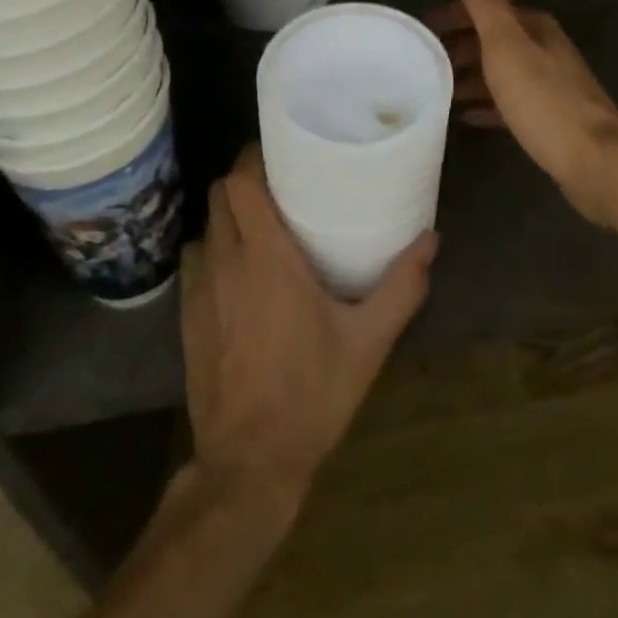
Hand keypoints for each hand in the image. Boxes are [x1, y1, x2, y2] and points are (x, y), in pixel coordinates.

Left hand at [183, 145, 436, 500]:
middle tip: (280, 184)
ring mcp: (199, 290)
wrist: (248, 465)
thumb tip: (432, 238)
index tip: (281, 153)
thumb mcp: (368, 342)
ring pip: (206, 225)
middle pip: (220, 194)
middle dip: (245, 180)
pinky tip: (239, 271)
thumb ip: (402, 286)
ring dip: (229, 215)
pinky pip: (196, 261)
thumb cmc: (312, 393)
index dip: (254, 158)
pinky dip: (214, 249)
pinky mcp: (186, 318)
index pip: (241, 182)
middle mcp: (226, 262)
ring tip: (261, 223)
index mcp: (266, 257)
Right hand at [428, 0, 617, 226]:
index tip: (422, 29)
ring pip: (501, 73)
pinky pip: (509, 104)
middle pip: (494, 41)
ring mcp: (551, 86)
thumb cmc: (544, 100)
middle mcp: (545, 50)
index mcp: (534, 28)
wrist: (596, 162)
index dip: (454, 15)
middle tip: (422, 62)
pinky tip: (467, 117)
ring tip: (436, 89)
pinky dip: (487, 105)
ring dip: (471, 77)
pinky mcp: (551, 120)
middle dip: (459, 47)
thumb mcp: (506, 44)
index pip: (487, 10)